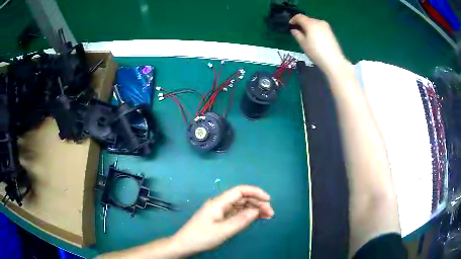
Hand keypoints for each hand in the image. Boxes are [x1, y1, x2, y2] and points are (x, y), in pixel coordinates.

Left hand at [171, 185, 273, 255]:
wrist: (185, 244)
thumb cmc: (202, 237)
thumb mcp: (223, 231)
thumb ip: (241, 220)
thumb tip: (257, 210)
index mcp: (218, 203)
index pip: (240, 191)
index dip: (255, 192)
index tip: (268, 199)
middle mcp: (220, 204)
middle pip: (242, 198)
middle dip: (257, 203)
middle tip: (270, 214)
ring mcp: (219, 211)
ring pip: (240, 206)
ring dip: (254, 209)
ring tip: (267, 216)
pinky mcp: (220, 218)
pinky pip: (236, 213)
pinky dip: (247, 215)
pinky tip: (255, 218)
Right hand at [290, 14, 350, 74]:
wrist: (334, 61)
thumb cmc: (316, 53)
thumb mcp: (303, 44)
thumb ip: (297, 34)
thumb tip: (294, 30)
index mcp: (310, 23)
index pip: (299, 16)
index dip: (293, 20)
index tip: (290, 25)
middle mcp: (318, 22)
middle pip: (307, 19)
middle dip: (301, 24)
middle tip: (298, 32)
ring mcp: (326, 26)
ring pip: (314, 23)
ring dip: (308, 27)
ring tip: (306, 36)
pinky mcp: (330, 31)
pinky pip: (319, 27)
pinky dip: (315, 29)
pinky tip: (314, 38)